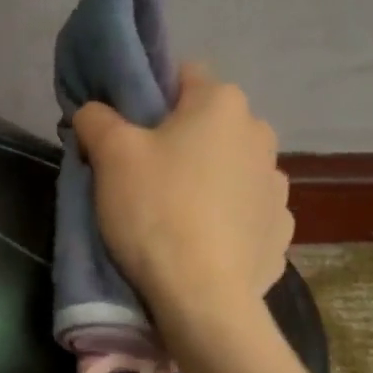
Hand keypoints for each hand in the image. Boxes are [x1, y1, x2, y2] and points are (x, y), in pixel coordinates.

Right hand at [73, 63, 290, 331]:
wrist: (202, 297)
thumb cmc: (155, 211)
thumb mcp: (110, 155)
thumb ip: (96, 119)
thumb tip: (93, 111)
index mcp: (223, 103)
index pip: (182, 75)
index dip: (149, 96)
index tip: (126, 130)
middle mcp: (260, 134)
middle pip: (208, 125)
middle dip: (178, 141)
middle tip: (142, 175)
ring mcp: (276, 186)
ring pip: (229, 168)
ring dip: (206, 180)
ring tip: (174, 216)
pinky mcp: (279, 231)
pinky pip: (245, 212)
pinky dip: (225, 219)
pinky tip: (201, 244)